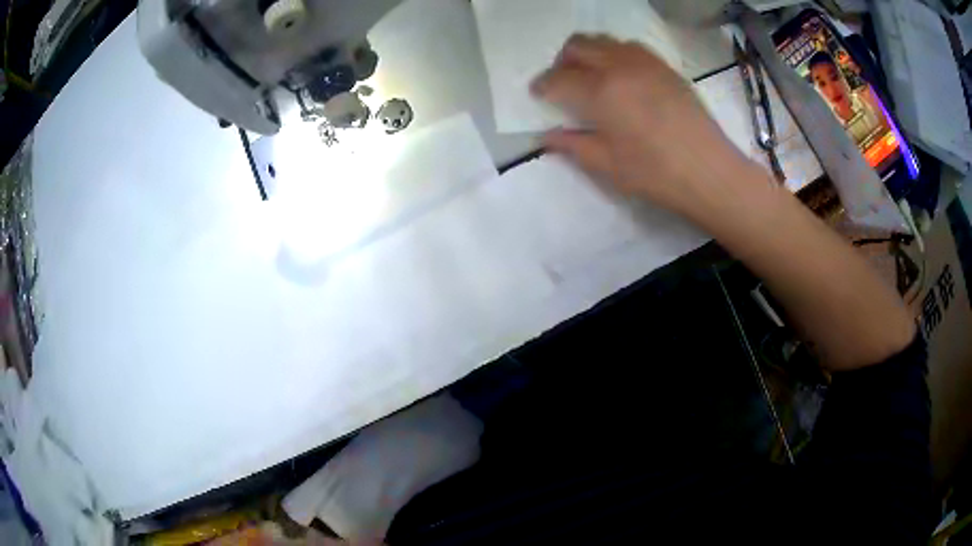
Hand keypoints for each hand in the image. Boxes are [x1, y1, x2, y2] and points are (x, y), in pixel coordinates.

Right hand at [531, 34, 759, 220]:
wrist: (710, 172)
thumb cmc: (656, 174)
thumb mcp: (607, 166)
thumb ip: (573, 146)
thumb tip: (547, 136)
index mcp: (601, 92)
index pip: (559, 78)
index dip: (542, 85)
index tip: (538, 93)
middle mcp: (619, 67)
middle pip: (578, 46)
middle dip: (562, 61)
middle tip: (563, 81)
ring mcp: (645, 63)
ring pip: (605, 40)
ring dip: (589, 52)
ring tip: (591, 75)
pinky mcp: (665, 67)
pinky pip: (631, 47)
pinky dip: (616, 53)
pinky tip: (622, 75)